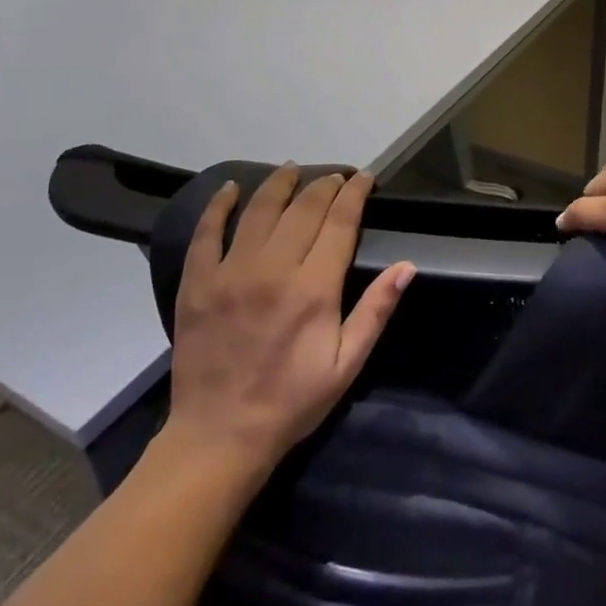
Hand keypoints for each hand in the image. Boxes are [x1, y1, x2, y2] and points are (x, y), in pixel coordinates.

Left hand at [156, 165, 414, 471]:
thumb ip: (376, 310)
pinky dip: (219, 206)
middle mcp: (273, 269)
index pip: (340, 222)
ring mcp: (230, 273)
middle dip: (325, 185)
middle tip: (336, 177)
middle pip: (304, 208)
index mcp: (314, 288)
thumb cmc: (292, 401)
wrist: (220, 435)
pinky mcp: (198, 283)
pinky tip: (230, 189)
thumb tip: (407, 266)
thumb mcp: (347, 364)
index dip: (355, 194)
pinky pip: (207, 233)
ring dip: (280, 184)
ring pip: (259, 210)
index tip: (364, 178)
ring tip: (292, 169)